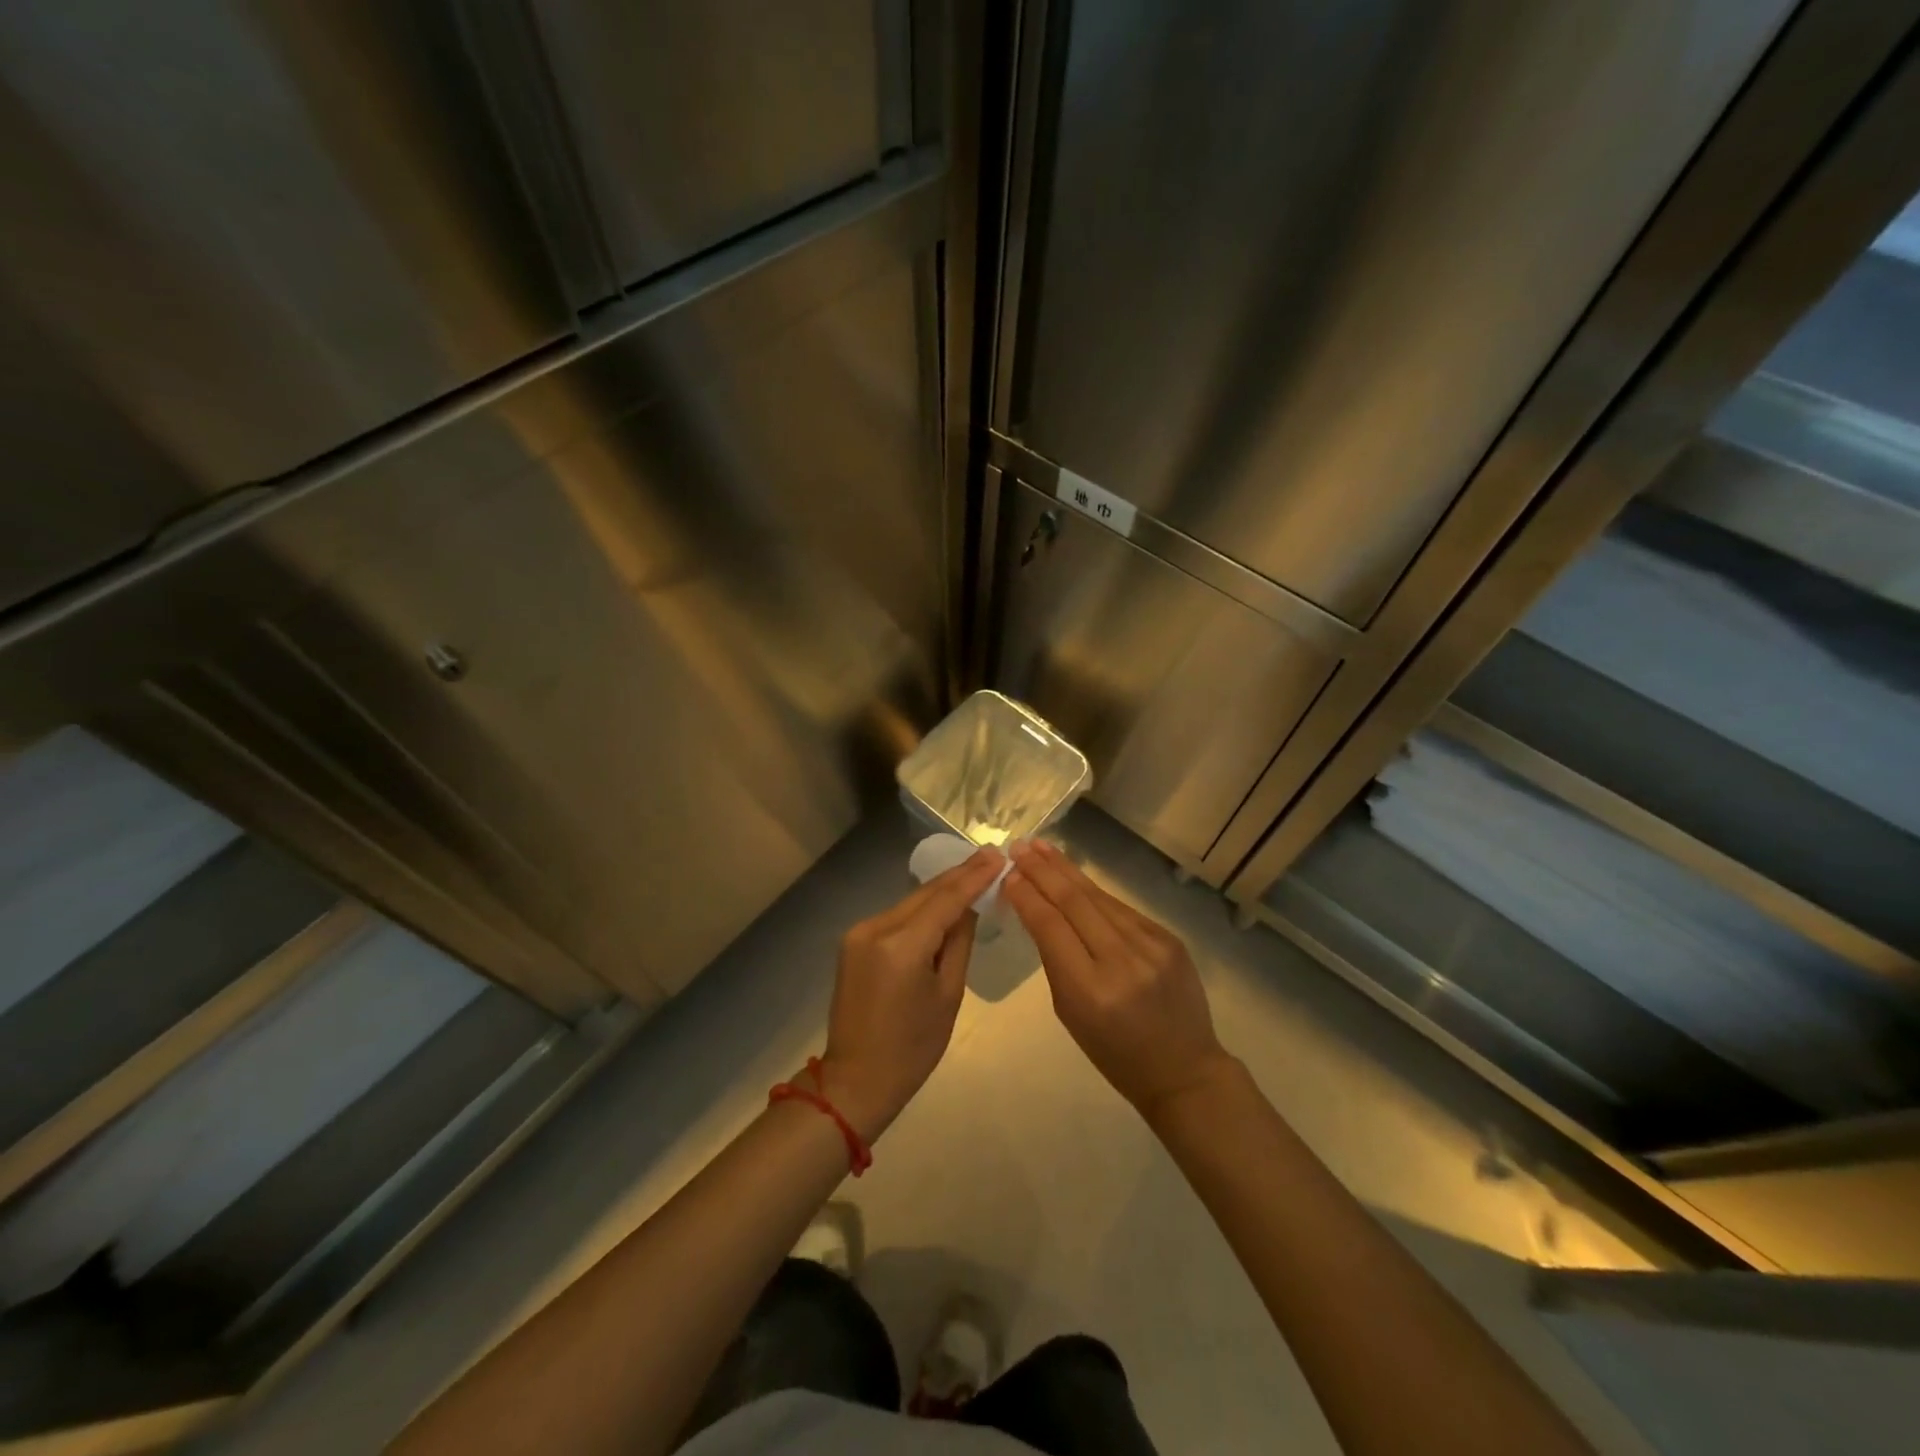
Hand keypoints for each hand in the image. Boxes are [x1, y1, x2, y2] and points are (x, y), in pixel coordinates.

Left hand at [817, 847, 1003, 1140]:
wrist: (856, 1080)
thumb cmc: (912, 1048)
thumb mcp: (948, 995)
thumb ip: (959, 943)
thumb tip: (969, 907)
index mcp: (902, 945)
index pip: (946, 899)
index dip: (974, 876)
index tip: (998, 855)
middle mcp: (875, 928)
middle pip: (925, 893)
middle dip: (959, 875)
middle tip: (990, 856)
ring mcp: (859, 932)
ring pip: (910, 902)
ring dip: (940, 891)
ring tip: (973, 873)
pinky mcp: (853, 942)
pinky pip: (895, 917)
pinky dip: (920, 909)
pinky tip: (941, 902)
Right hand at [1003, 840, 1233, 1118]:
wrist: (1183, 1068)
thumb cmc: (1114, 1052)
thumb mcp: (1070, 1013)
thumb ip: (1055, 959)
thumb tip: (1036, 909)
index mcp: (1090, 990)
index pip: (1050, 927)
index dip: (1027, 895)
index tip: (1008, 873)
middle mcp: (1121, 961)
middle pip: (1074, 902)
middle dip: (1043, 871)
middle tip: (1019, 846)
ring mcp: (1150, 946)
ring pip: (1099, 897)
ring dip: (1066, 870)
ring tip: (1042, 847)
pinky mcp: (1168, 938)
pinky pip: (1121, 909)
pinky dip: (1094, 892)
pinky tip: (1075, 877)